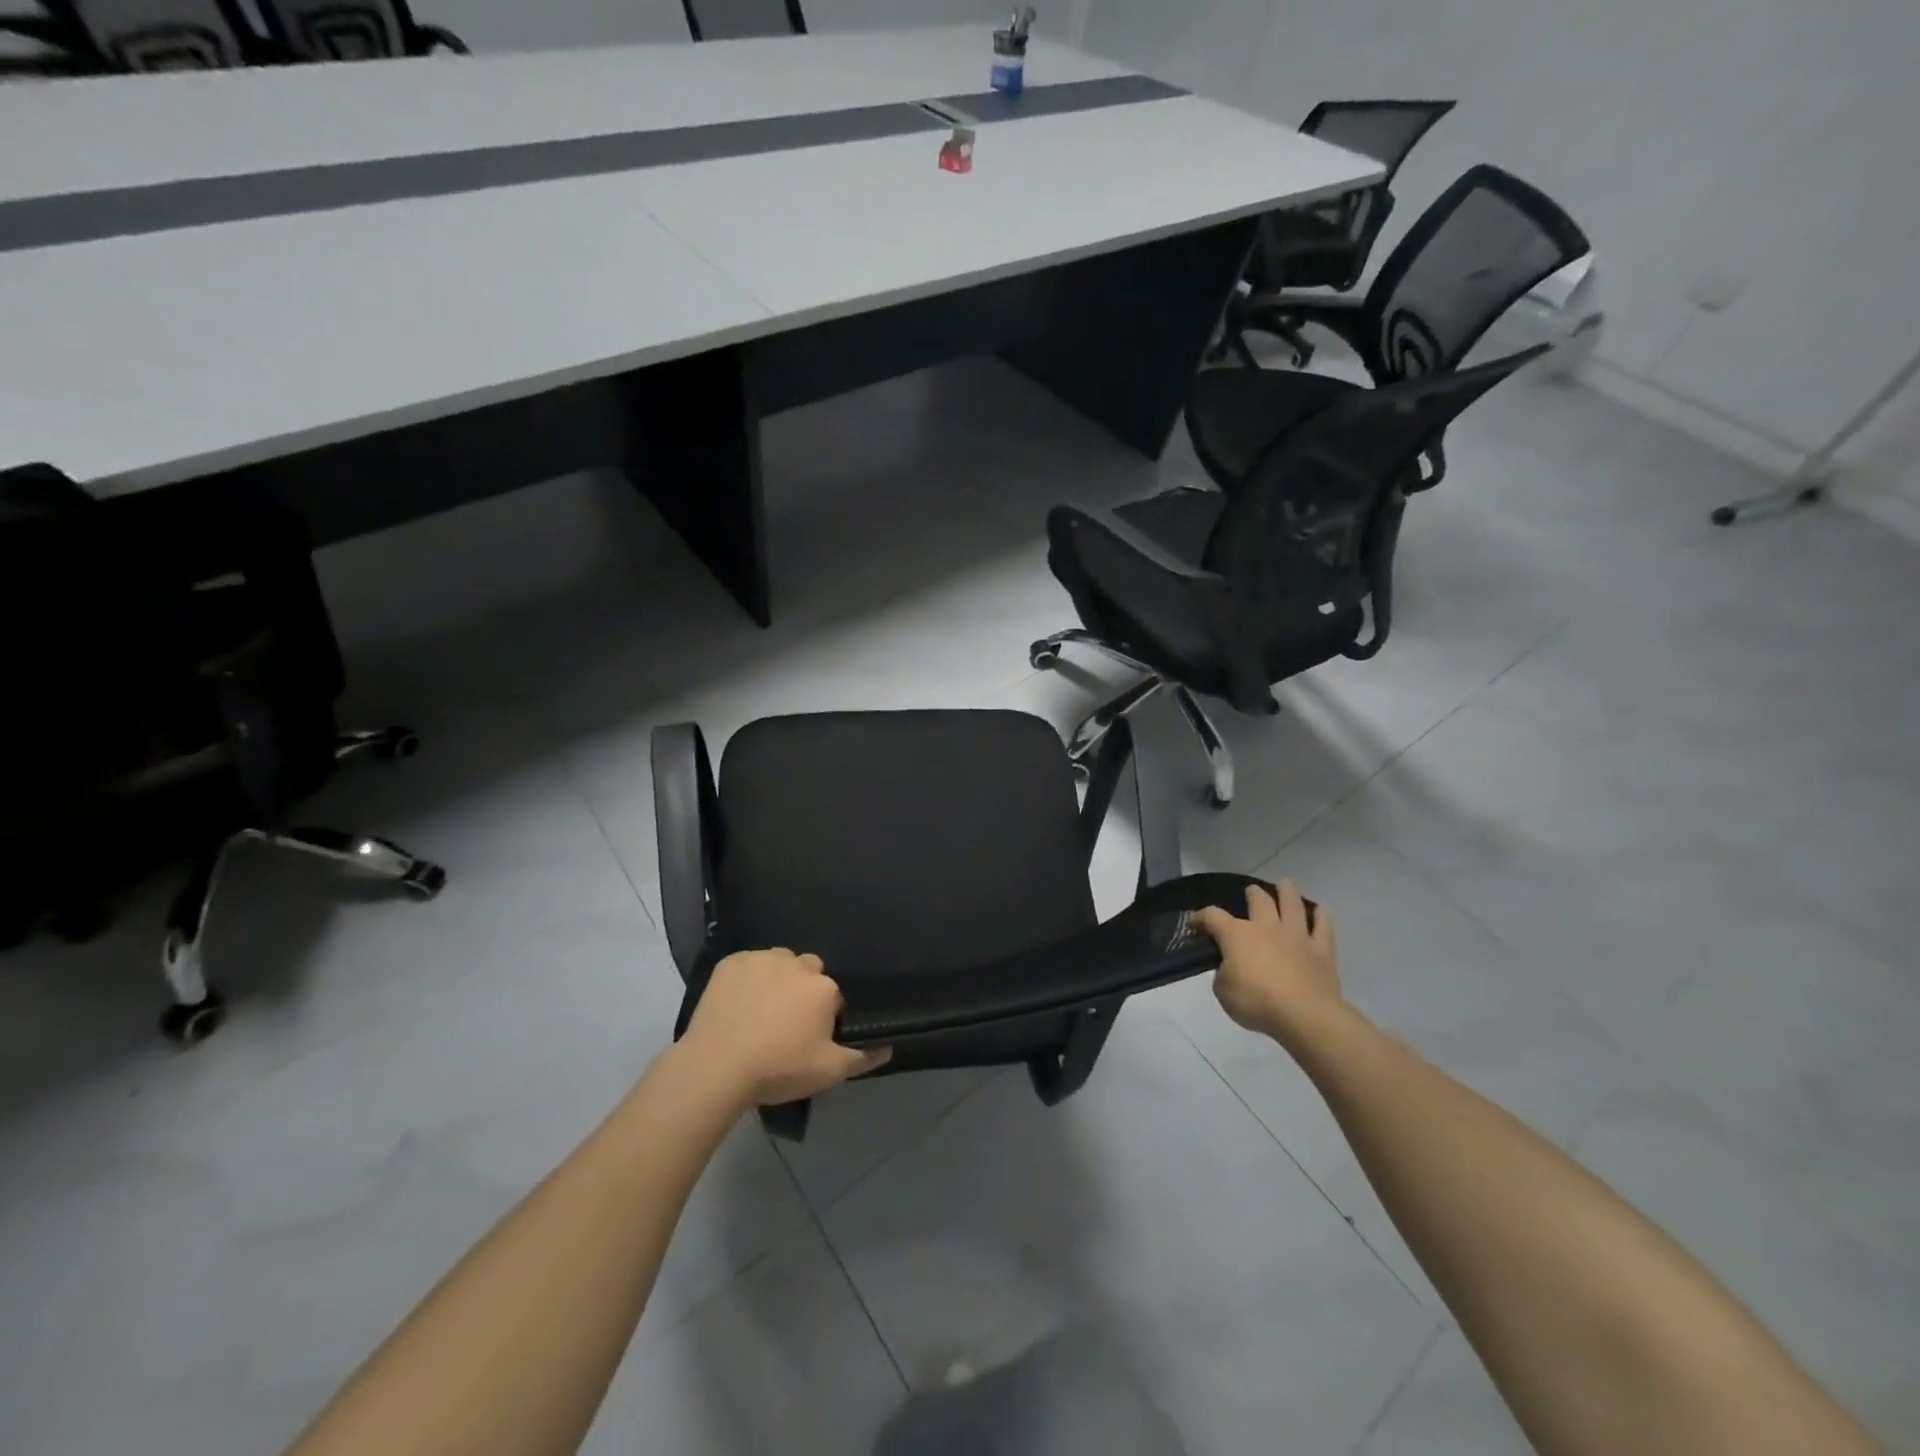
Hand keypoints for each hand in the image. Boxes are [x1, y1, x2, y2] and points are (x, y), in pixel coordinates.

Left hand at [681, 948, 891, 1106]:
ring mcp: (761, 959)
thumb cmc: (778, 1069)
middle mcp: (796, 964)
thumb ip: (863, 1057)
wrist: (716, 1067)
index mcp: (823, 986)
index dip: (823, 1015)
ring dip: (776, 979)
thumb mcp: (828, 1072)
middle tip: (785, 1023)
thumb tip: (889, 1046)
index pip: (832, 995)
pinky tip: (737, 1003)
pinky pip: (748, 965)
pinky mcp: (731, 962)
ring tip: (760, 1011)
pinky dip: (747, 978)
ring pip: (779, 963)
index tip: (809, 1036)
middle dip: (802, 990)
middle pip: (807, 971)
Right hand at [1192, 881, 1342, 1047]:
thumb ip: (1223, 974)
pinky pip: (1323, 926)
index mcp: (1237, 935)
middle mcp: (1266, 927)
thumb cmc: (1257, 1003)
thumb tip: (1229, 968)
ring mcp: (1296, 935)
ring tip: (1285, 884)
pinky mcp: (1321, 950)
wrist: (1305, 1016)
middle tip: (1251, 893)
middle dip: (1252, 894)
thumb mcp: (1223, 992)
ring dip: (1287, 892)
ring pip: (1292, 904)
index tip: (1193, 923)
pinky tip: (1321, 910)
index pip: (1212, 916)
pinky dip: (1322, 916)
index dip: (1199, 917)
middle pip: (1259, 900)